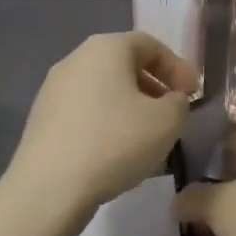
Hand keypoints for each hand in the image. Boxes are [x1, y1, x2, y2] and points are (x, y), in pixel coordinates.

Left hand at [7, 32, 195, 225]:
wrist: (47, 190)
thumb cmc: (114, 143)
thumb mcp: (167, 121)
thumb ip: (179, 103)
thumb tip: (171, 101)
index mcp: (107, 48)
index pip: (151, 45)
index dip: (178, 67)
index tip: (194, 94)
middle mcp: (76, 59)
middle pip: (125, 64)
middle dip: (154, 85)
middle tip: (173, 110)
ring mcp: (53, 89)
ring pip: (104, 88)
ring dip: (131, 105)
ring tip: (148, 134)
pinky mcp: (41, 119)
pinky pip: (85, 111)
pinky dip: (107, 121)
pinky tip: (117, 151)